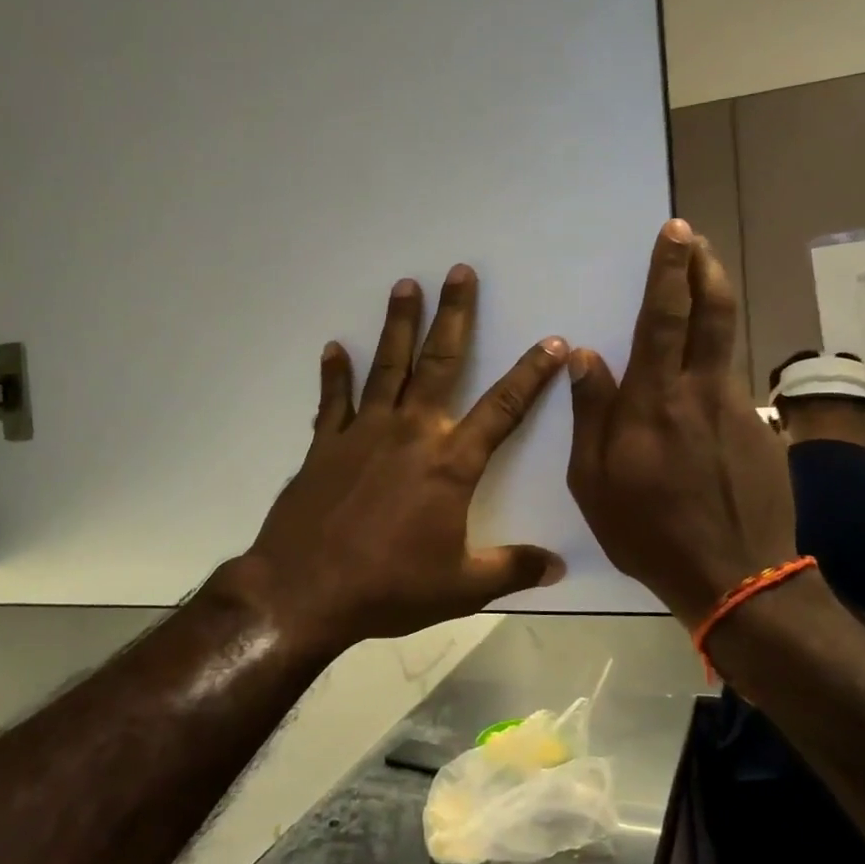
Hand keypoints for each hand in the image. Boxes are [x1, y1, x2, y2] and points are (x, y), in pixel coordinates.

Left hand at [230, 265, 568, 655]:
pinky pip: (333, 400)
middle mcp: (410, 433)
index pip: (503, 409)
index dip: (530, 375)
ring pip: (387, 366)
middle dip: (455, 315)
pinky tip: (333, 348)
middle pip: (439, 362)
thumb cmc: (389, 588)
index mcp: (450, 464)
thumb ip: (513, 569)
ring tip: (405, 285)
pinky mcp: (325, 445)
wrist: (304, 591)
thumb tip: (560, 568)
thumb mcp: (462, 588)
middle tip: (460, 272)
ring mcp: (363, 433)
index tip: (552, 343)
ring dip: (398, 324)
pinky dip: (334, 374)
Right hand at [566, 220, 798, 624]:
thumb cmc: (649, 532)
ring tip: (701, 286)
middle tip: (697, 239)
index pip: (665, 319)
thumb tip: (584, 355)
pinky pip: (733, 387)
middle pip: (713, 313)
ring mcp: (739, 410)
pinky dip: (717, 369)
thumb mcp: (594, 483)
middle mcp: (701, 393)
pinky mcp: (762, 432)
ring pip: (729, 344)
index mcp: (654, 402)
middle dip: (705, 268)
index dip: (670, 271)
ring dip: (715, 307)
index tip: (676, 232)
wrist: (737, 578)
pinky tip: (703, 391)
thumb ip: (591, 414)